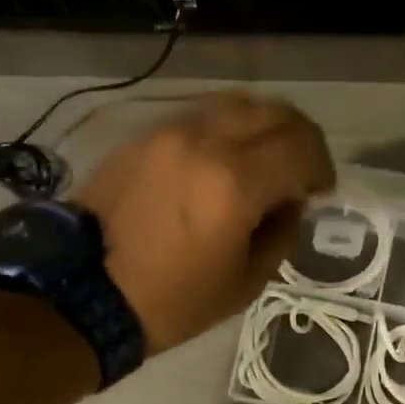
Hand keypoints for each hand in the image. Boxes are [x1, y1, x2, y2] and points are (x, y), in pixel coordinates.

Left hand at [75, 92, 334, 354]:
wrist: (83, 292)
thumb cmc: (172, 300)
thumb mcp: (244, 282)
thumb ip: (281, 232)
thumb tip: (290, 202)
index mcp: (236, 183)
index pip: (301, 146)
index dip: (322, 165)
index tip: (319, 191)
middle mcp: (205, 141)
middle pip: (274, 112)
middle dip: (300, 139)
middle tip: (301, 171)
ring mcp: (170, 131)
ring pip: (237, 103)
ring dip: (263, 126)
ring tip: (263, 160)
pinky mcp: (145, 135)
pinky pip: (201, 114)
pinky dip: (227, 128)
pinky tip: (223, 160)